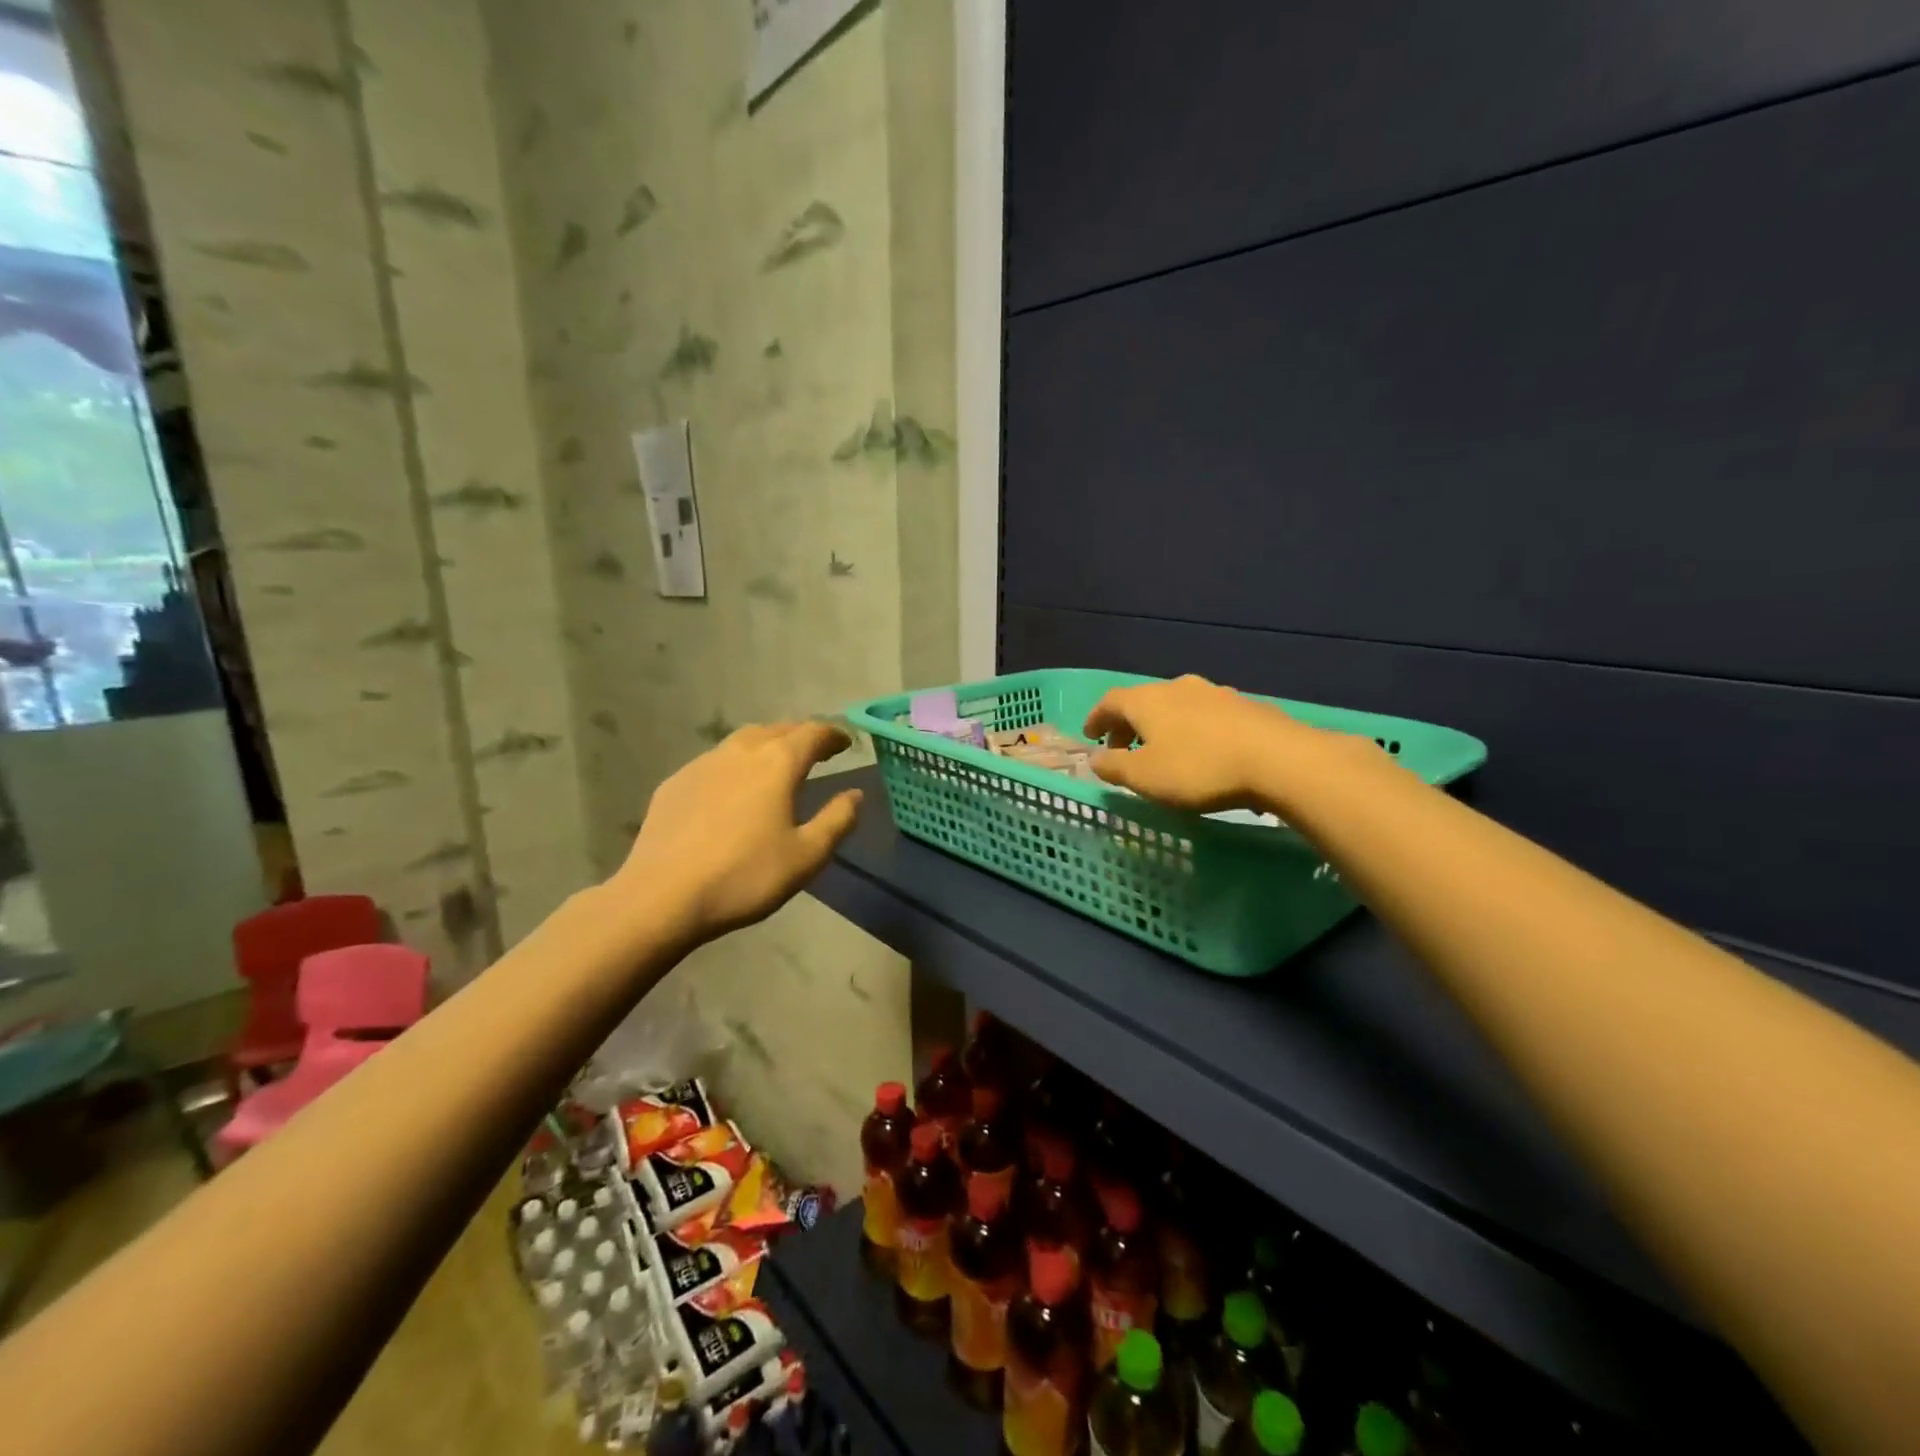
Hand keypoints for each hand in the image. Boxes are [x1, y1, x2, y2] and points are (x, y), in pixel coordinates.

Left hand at [610, 721, 861, 941]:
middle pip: (778, 730)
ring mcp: (703, 764)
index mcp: (778, 763)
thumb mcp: (806, 856)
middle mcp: (741, 751)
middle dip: (802, 736)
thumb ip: (837, 820)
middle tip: (817, 752)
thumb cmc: (745, 876)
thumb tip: (855, 794)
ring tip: (777, 764)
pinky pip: (715, 762)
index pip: (813, 733)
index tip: (846, 743)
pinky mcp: (675, 783)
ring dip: (767, 745)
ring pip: (743, 741)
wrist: (662, 896)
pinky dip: (736, 765)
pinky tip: (733, 789)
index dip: (834, 735)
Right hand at [1082, 674, 1323, 812]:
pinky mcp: (1245, 706)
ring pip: (1177, 707)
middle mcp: (1178, 687)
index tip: (1090, 737)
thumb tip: (1094, 759)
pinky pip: (1205, 716)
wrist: (1279, 760)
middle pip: (1144, 701)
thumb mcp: (1145, 777)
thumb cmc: (1199, 768)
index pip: (1111, 701)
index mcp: (1148, 700)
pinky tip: (1203, 754)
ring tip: (1164, 753)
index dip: (1096, 718)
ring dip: (1163, 727)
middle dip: (1129, 725)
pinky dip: (1192, 731)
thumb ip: (1114, 767)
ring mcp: (1215, 693)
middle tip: (1124, 750)